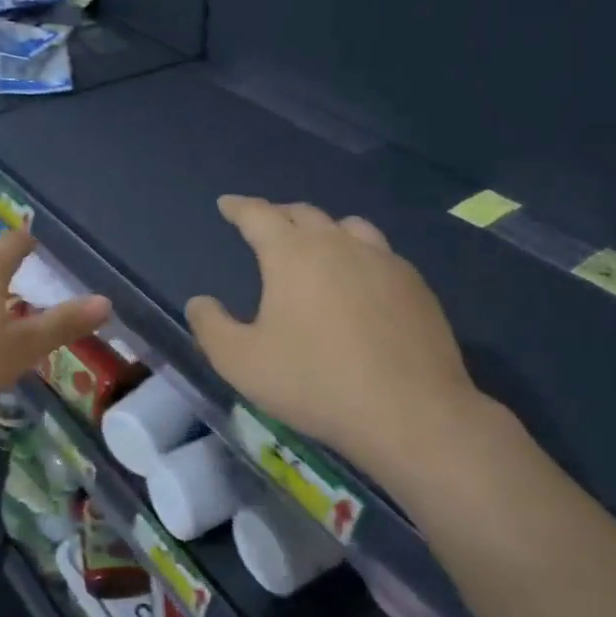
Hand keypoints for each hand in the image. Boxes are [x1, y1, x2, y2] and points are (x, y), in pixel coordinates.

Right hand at [185, 196, 484, 473]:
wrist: (410, 412)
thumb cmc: (314, 383)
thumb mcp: (241, 362)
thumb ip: (211, 326)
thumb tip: (200, 301)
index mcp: (292, 254)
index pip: (258, 215)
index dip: (238, 207)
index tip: (226, 204)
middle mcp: (338, 244)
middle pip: (303, 213)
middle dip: (278, 215)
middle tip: (265, 227)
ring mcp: (383, 260)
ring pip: (347, 226)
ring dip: (323, 229)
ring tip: (315, 246)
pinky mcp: (415, 284)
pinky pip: (379, 253)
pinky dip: (358, 254)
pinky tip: (360, 282)